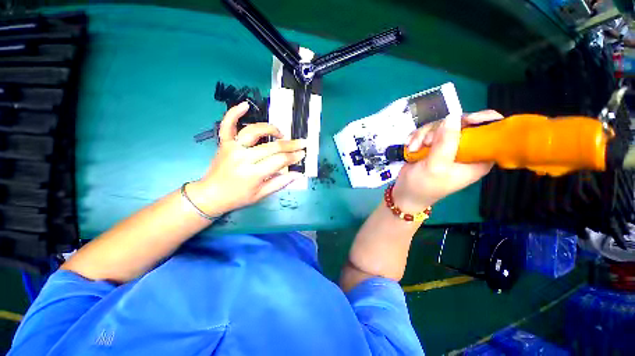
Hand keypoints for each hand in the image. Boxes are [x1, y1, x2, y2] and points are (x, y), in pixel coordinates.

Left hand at [188, 102, 305, 214]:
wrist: (210, 195)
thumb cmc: (238, 197)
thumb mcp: (261, 195)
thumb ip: (280, 183)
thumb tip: (298, 174)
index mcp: (253, 174)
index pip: (279, 161)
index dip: (293, 156)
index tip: (303, 153)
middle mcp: (243, 158)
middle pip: (272, 146)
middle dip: (290, 144)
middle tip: (302, 142)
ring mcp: (232, 148)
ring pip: (254, 131)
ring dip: (270, 129)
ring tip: (281, 133)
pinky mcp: (224, 143)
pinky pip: (228, 125)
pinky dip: (234, 113)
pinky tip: (245, 105)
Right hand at [393, 110, 503, 210]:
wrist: (405, 193)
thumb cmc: (423, 186)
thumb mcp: (435, 166)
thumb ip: (445, 143)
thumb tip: (453, 117)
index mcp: (477, 158)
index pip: (490, 132)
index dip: (480, 121)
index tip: (463, 121)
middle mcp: (465, 150)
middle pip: (460, 123)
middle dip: (438, 131)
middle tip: (425, 143)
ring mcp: (448, 146)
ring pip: (440, 126)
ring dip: (422, 136)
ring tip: (413, 149)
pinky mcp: (433, 145)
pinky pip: (427, 131)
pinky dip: (416, 137)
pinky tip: (410, 147)